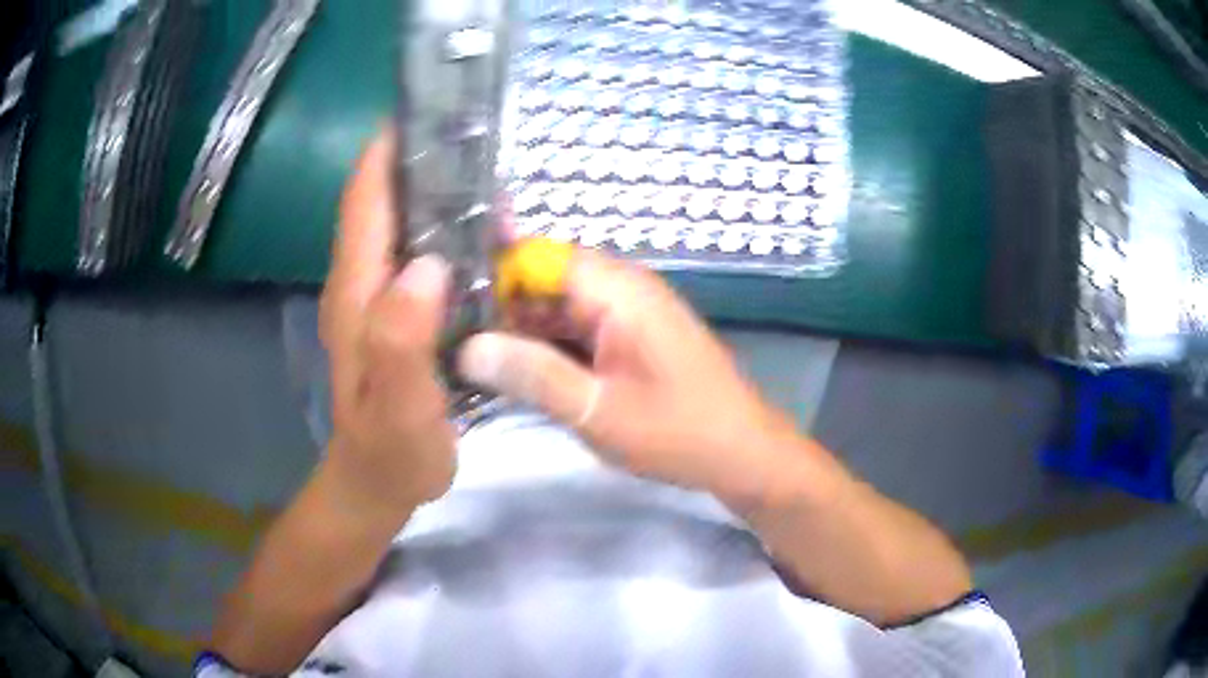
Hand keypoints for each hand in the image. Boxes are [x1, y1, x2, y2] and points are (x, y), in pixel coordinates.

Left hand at [319, 135, 455, 517]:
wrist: (377, 483)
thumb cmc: (390, 452)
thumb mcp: (399, 409)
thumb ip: (401, 343)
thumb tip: (426, 268)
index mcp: (357, 293)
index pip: (365, 200)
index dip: (388, 150)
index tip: (429, 111)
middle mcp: (361, 281)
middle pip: (382, 200)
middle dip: (419, 159)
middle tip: (476, 136)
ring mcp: (377, 295)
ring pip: (401, 222)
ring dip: (435, 190)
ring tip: (488, 172)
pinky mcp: (395, 309)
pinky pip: (416, 252)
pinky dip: (443, 229)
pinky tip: (481, 232)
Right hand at [457, 250, 801, 505]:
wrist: (742, 454)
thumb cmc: (676, 432)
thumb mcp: (597, 409)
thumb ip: (531, 374)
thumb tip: (467, 347)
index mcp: (617, 288)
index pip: (538, 255)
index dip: (491, 273)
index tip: (445, 303)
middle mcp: (622, 288)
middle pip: (545, 279)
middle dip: (499, 306)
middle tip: (446, 336)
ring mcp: (628, 313)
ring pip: (558, 307)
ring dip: (520, 330)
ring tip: (467, 355)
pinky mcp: (631, 338)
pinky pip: (577, 329)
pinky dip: (547, 346)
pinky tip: (513, 370)